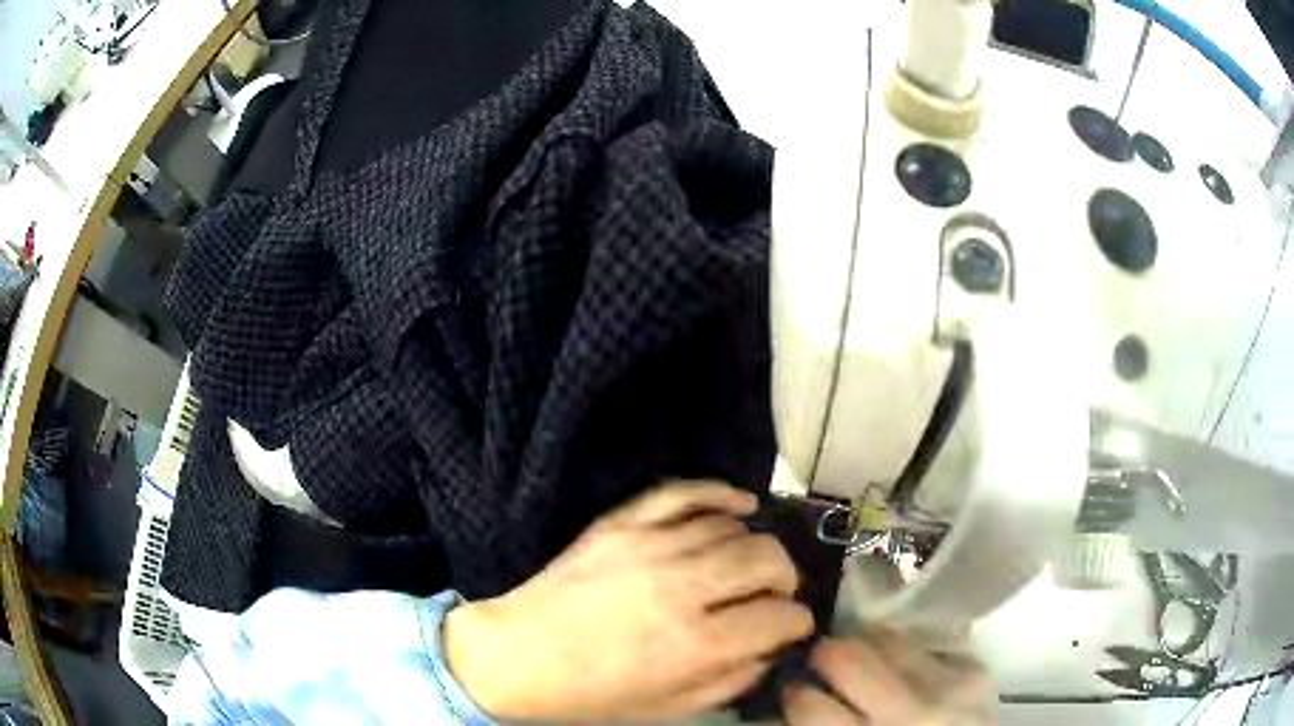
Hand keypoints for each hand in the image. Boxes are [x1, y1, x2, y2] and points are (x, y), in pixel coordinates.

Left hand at [443, 481, 813, 720]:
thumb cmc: (592, 693)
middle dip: (786, 577)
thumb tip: (768, 650)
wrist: (517, 654)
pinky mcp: (620, 523)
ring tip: (750, 566)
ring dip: (755, 546)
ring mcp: (648, 546)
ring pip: (733, 527)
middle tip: (777, 594)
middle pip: (766, 559)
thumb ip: (730, 680)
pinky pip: (683, 492)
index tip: (795, 625)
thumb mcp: (668, 707)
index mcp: (694, 644)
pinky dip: (719, 492)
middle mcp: (680, 588)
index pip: (779, 617)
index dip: (798, 622)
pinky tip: (740, 504)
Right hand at [783, 632, 996, 725]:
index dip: (794, 691)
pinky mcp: (974, 668)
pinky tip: (906, 671)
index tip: (795, 689)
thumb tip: (794, 694)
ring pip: (885, 636)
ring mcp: (948, 684)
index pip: (808, 702)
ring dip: (866, 646)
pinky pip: (923, 642)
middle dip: (823, 654)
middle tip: (822, 665)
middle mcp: (908, 713)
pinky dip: (905, 653)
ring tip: (867, 662)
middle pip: (846, 655)